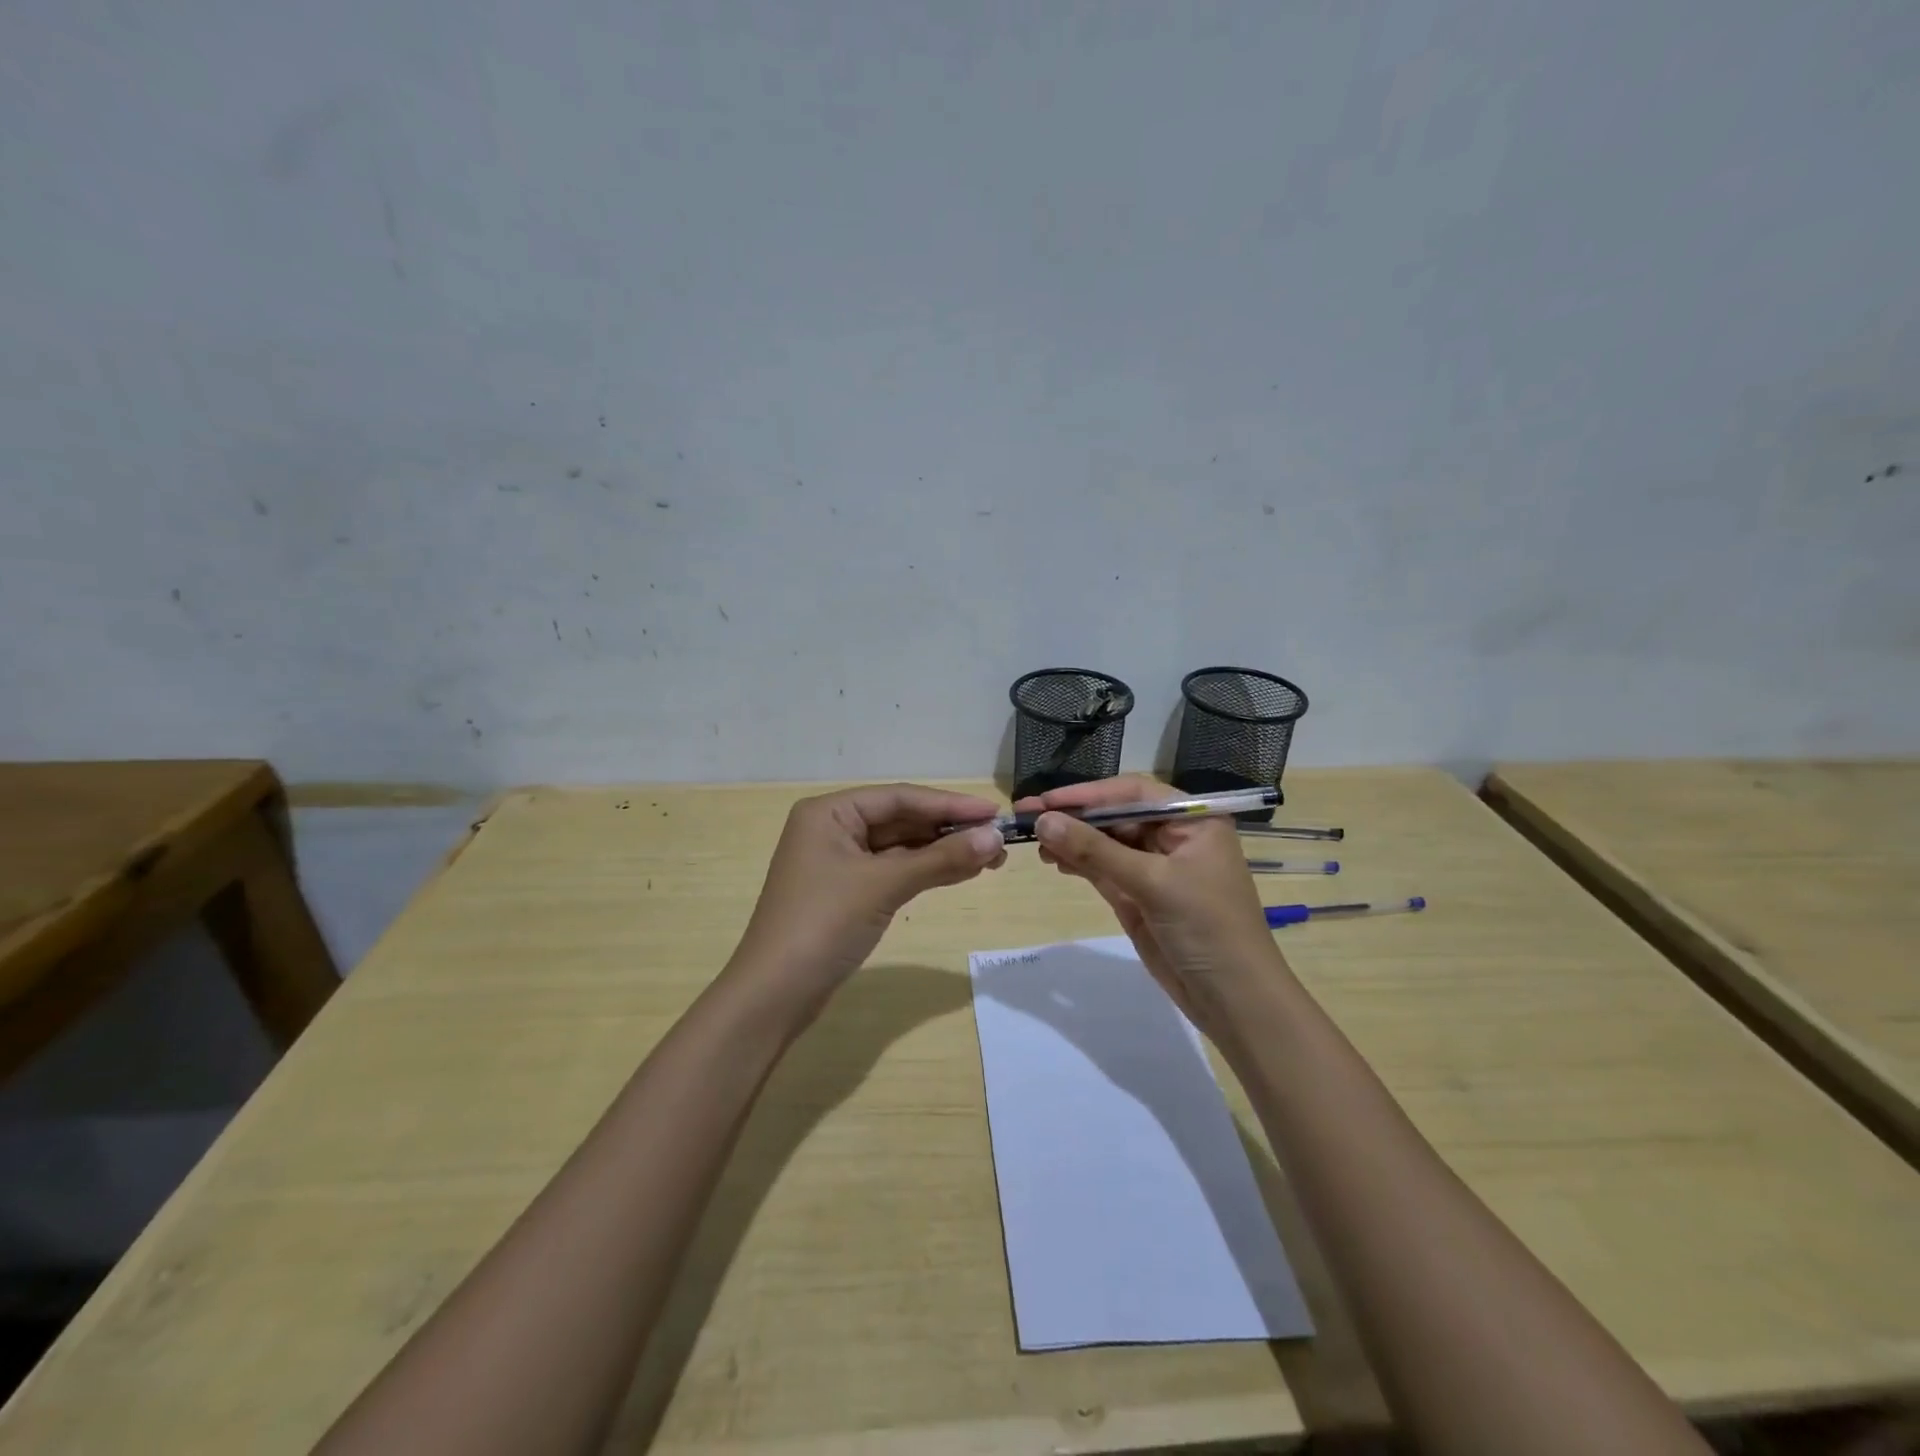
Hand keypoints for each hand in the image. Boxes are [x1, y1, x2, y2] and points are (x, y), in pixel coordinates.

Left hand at [729, 784, 1006, 1011]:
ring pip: (899, 847)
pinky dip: (924, 871)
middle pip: (900, 819)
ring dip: (941, 851)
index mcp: (829, 812)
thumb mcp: (884, 885)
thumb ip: (940, 859)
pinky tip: (960, 872)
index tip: (994, 813)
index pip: (899, 797)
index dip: (949, 804)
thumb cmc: (823, 925)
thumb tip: (995, 838)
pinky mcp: (846, 892)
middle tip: (998, 840)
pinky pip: (892, 871)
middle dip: (948, 830)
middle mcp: (831, 828)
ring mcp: (837, 862)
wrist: (774, 995)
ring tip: (990, 858)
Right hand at [1019, 775, 1284, 1037]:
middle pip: (1115, 815)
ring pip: (1105, 843)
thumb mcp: (1153, 883)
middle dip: (1074, 817)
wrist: (1234, 999)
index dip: (1088, 795)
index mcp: (1192, 820)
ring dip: (1072, 840)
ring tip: (1034, 842)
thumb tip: (1043, 821)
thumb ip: (1096, 851)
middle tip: (1026, 816)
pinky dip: (1079, 863)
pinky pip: (1104, 869)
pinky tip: (1054, 860)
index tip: (1045, 800)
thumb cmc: (1207, 928)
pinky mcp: (1140, 895)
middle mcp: (1174, 836)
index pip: (1132, 794)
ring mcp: (1156, 867)